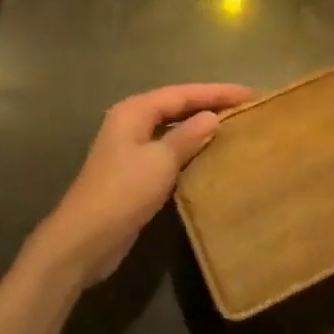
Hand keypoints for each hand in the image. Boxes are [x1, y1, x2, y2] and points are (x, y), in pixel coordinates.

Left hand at [31, 83, 254, 289]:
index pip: (183, 93)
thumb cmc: (122, 193)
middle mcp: (131, 122)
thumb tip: (213, 117)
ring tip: (234, 126)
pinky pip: (169, 150)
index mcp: (134, 111)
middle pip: (177, 106)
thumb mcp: (160, 162)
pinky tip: (210, 155)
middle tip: (246, 107)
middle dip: (210, 104)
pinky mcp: (135, 172)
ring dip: (200, 126)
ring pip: (173, 128)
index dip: (217, 92)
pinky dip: (190, 148)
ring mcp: (131, 148)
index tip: (249, 93)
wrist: (83, 241)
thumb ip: (187, 136)